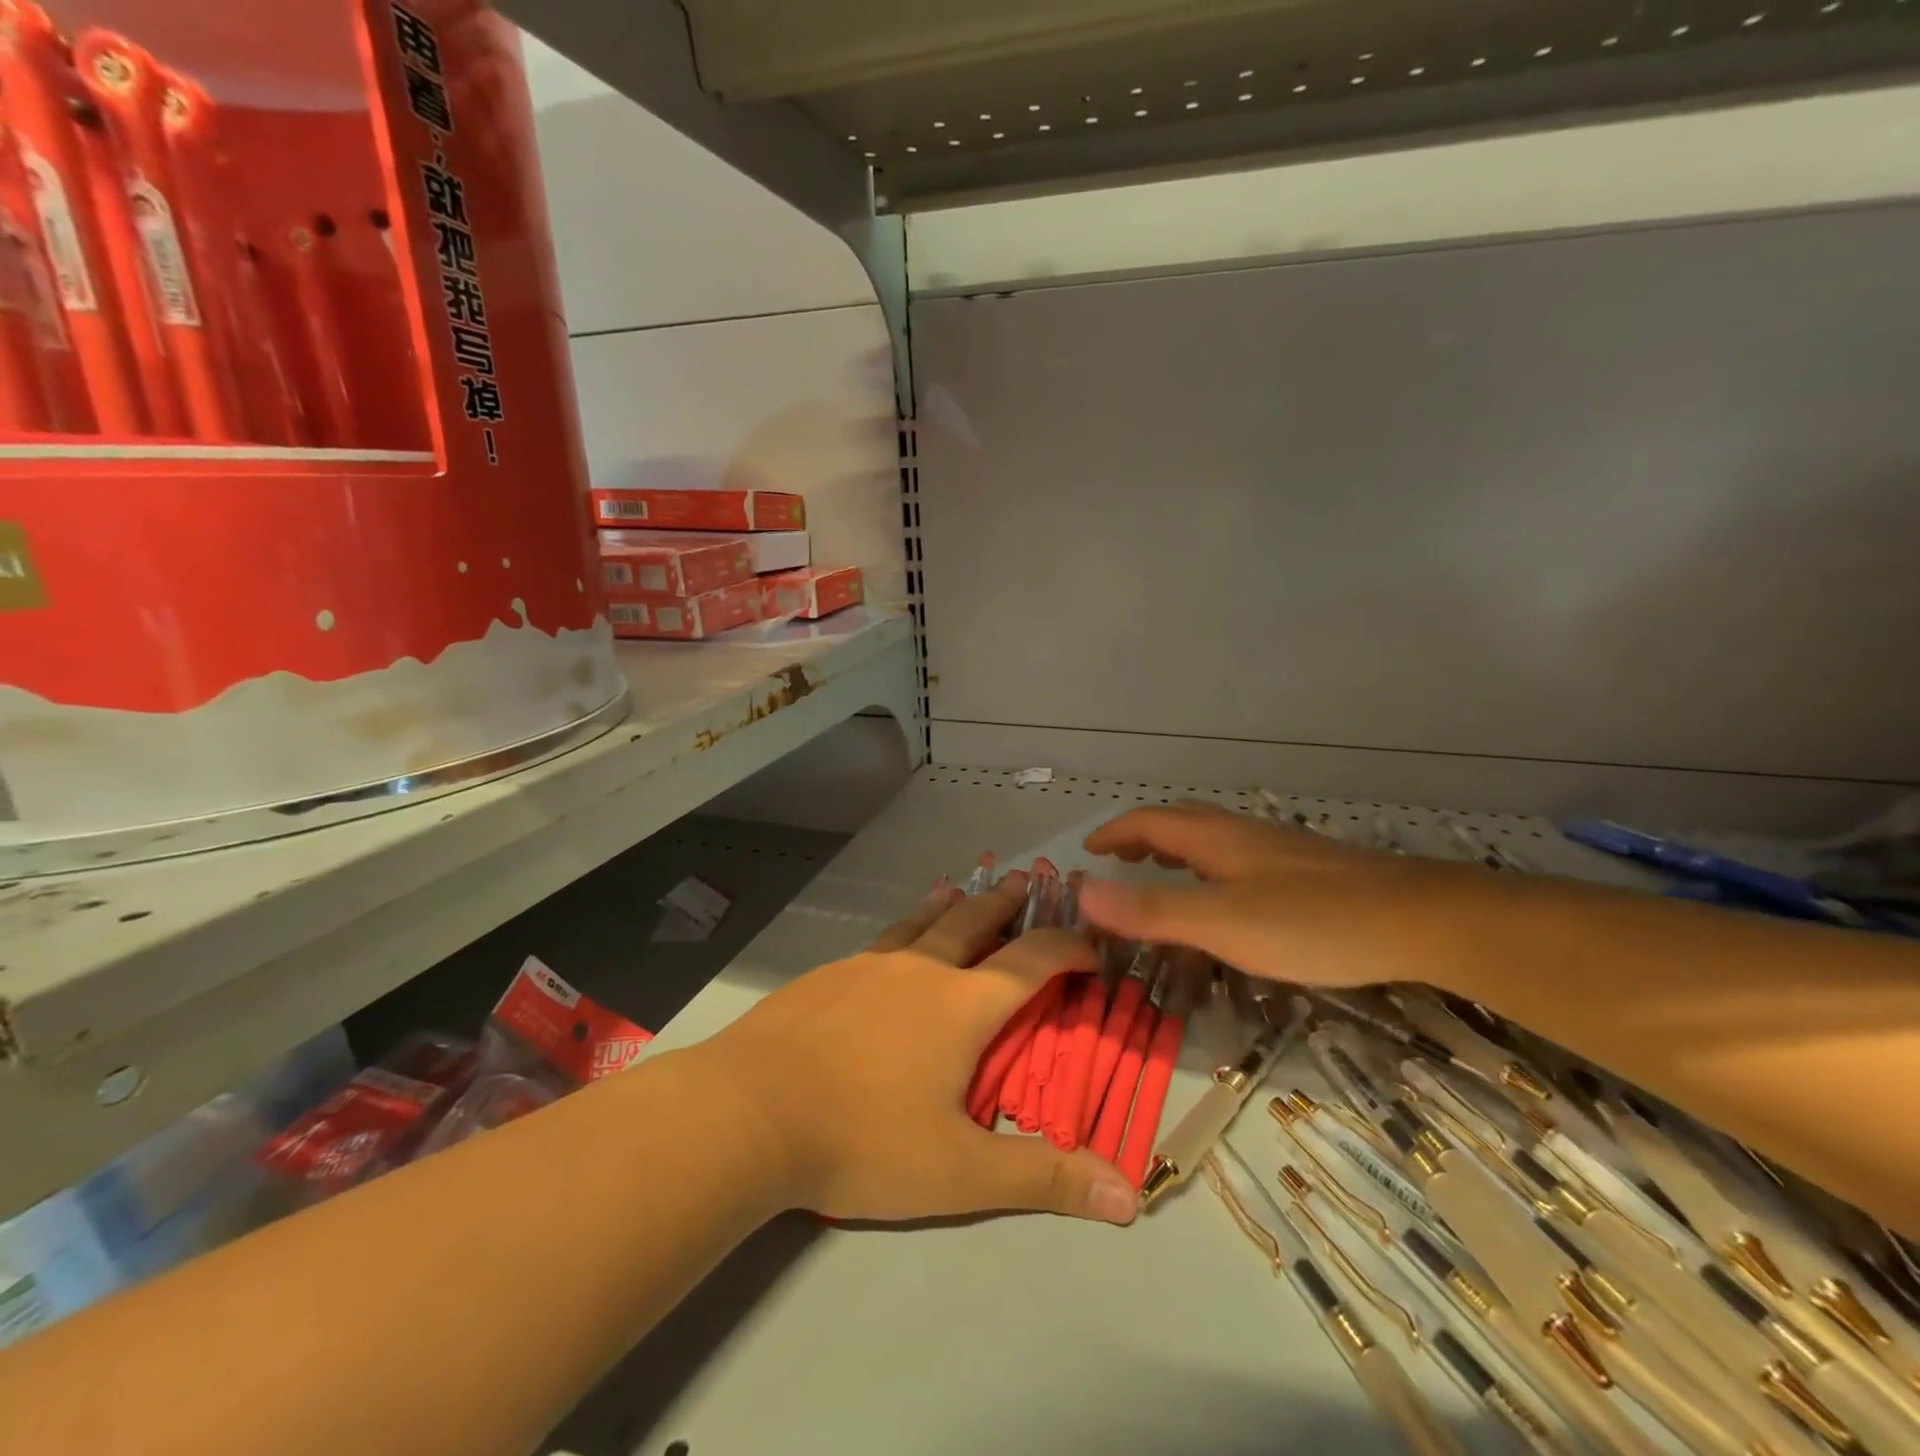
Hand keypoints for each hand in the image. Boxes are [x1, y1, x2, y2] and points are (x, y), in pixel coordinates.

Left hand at [699, 873, 1139, 1226]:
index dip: (1069, 949)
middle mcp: (920, 968)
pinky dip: (903, 929)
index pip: (1033, 961)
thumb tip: (1128, 1196)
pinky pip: (880, 940)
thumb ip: (1041, 1179)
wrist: (748, 1110)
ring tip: (960, 888)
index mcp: (962, 1004)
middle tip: (1026, 881)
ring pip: (921, 922)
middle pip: (974, 920)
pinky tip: (890, 946)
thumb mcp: (960, 1174)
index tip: (1090, 947)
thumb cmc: (862, 1140)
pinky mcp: (827, 975)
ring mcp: (868, 965)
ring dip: (950, 904)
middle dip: (1007, 903)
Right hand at [1076, 801, 1502, 989]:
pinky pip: (1237, 860)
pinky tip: (1227, 900)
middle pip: (1180, 822)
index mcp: (1215, 838)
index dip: (1114, 833)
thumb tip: (1080, 891)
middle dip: (1142, 837)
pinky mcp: (1306, 873)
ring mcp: (1278, 852)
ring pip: (1211, 840)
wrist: (1421, 920)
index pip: (1148, 821)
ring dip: (1176, 851)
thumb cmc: (1312, 921)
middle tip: (1120, 861)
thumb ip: (1151, 910)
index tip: (1087, 853)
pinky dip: (1208, 870)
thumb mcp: (1221, 922)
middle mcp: (1243, 835)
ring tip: (1162, 875)